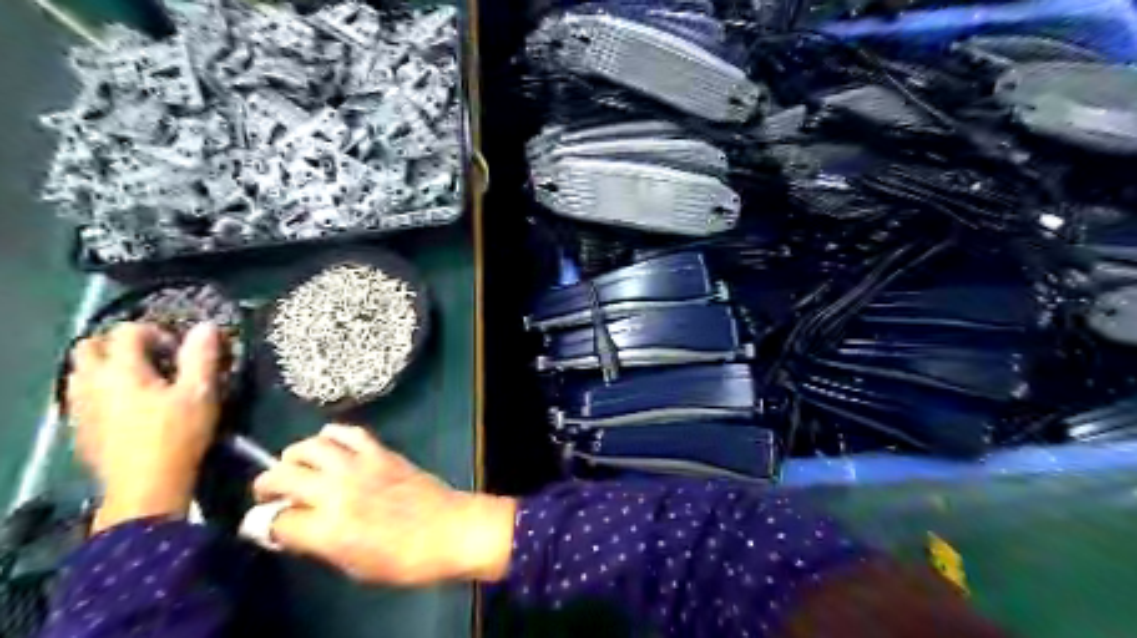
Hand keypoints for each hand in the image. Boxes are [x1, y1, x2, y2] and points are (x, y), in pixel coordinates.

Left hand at [68, 323, 227, 529]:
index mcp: (121, 370)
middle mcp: (92, 382)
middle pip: (90, 346)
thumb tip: (206, 326)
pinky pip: (81, 396)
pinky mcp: (79, 428)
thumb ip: (201, 357)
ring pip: (80, 371)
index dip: (156, 333)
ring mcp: (80, 406)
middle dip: (120, 344)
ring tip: (141, 381)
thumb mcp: (200, 393)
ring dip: (106, 367)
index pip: (127, 331)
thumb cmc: (178, 435)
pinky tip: (128, 407)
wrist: (146, 486)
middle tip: (154, 358)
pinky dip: (101, 390)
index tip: (179, 350)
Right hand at [254, 425, 518, 585]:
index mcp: (328, 529)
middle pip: (283, 476)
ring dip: (294, 455)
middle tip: (268, 492)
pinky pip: (349, 432)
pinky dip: (332, 434)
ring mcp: (360, 466)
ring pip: (310, 446)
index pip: (275, 521)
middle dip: (266, 485)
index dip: (264, 525)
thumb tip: (290, 529)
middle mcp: (337, 491)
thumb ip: (317, 543)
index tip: (266, 526)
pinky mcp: (381, 451)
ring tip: (293, 464)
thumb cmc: (403, 559)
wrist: (449, 529)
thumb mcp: (353, 566)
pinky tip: (328, 442)